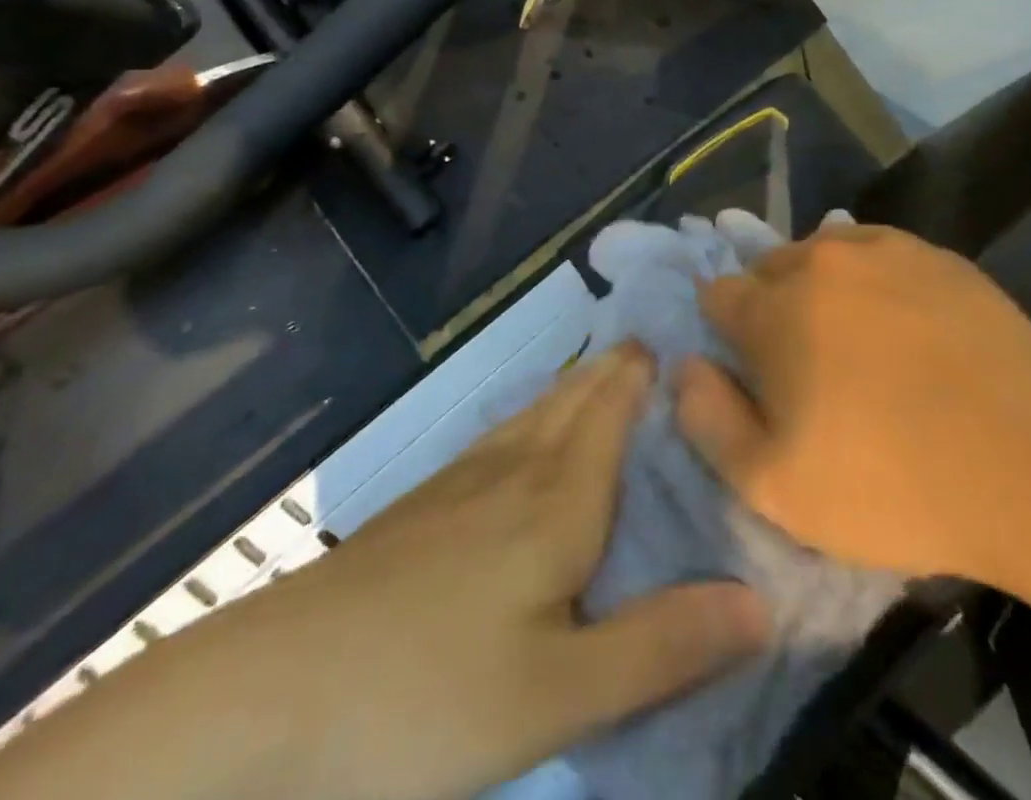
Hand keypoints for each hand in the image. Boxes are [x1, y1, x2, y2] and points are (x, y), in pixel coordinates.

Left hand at [306, 342, 768, 799]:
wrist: (269, 693)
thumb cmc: (424, 694)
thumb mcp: (558, 695)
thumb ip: (661, 646)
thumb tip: (761, 602)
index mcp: (558, 500)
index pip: (615, 410)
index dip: (647, 370)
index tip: (684, 335)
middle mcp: (515, 470)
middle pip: (576, 398)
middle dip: (617, 367)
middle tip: (656, 344)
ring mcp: (462, 481)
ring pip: (536, 411)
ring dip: (576, 384)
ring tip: (605, 368)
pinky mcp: (424, 505)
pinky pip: (501, 434)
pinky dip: (534, 414)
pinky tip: (525, 432)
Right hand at [674, 224, 1030, 587]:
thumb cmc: (892, 484)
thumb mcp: (774, 487)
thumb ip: (708, 420)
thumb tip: (684, 365)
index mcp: (772, 309)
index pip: (717, 294)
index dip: (726, 333)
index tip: (752, 371)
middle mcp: (818, 260)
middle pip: (768, 269)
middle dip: (771, 308)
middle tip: (807, 367)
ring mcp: (882, 249)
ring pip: (823, 255)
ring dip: (821, 289)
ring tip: (856, 344)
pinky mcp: (936, 255)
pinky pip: (878, 252)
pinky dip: (872, 279)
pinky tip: (903, 324)